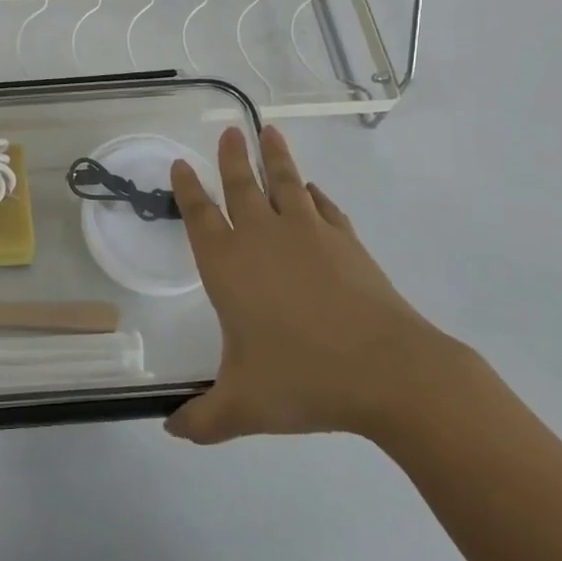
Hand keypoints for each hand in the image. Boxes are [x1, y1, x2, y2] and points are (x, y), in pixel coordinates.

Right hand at [164, 125, 457, 444]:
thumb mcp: (243, 407)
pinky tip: (312, 190)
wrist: (390, 372)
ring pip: (285, 185)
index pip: (200, 217)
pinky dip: (315, 195)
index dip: (188, 190)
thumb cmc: (305, 380)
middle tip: (227, 130)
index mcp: (229, 267)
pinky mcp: (347, 243)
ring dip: (274, 158)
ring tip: (268, 131)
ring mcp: (309, 236)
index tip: (182, 165)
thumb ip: (203, 419)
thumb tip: (171, 430)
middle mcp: (263, 240)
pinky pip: (324, 208)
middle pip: (241, 187)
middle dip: (231, 158)